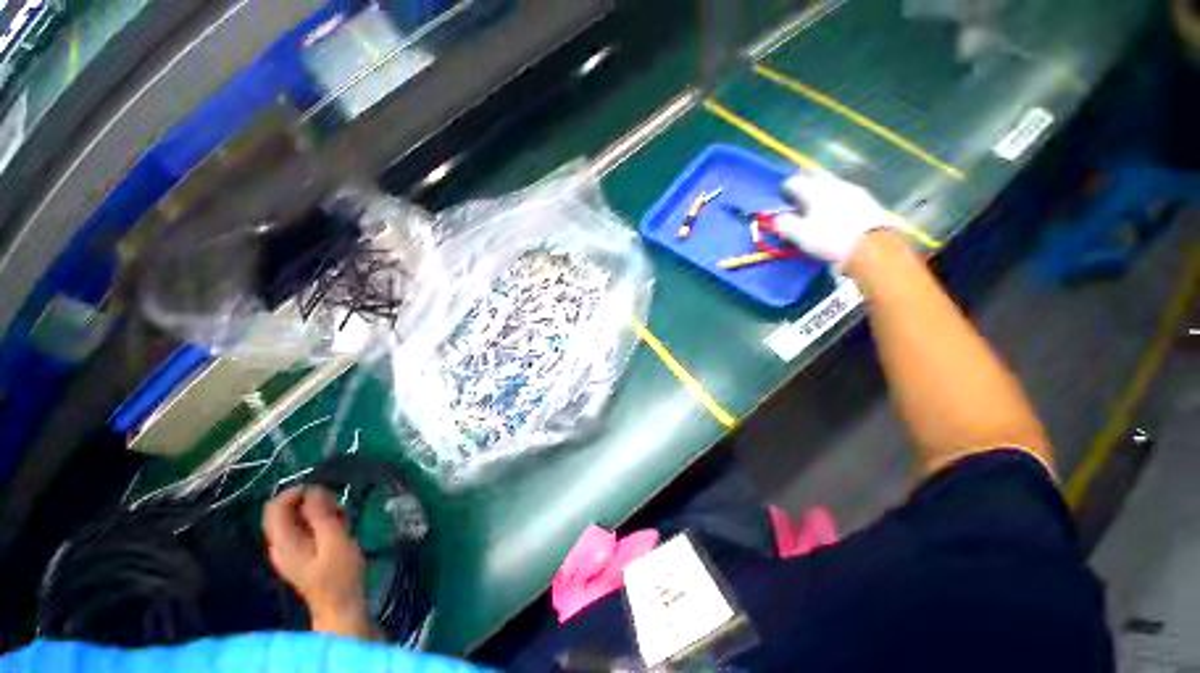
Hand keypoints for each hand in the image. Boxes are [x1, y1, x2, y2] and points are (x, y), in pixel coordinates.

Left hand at [263, 486, 374, 638]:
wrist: (341, 606)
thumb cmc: (340, 573)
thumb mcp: (336, 541)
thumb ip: (322, 515)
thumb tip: (312, 490)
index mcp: (284, 542)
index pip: (275, 506)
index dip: (296, 492)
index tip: (324, 492)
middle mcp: (279, 544)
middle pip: (283, 511)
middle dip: (310, 501)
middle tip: (336, 506)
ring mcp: (287, 551)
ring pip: (294, 518)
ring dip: (317, 512)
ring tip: (340, 517)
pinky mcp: (298, 554)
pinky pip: (302, 528)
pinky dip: (318, 522)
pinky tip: (336, 527)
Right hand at [776, 170, 891, 267]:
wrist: (874, 246)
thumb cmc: (831, 240)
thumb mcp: (802, 236)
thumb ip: (786, 224)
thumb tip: (777, 218)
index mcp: (815, 191)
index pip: (794, 182)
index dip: (785, 190)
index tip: (782, 200)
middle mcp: (833, 184)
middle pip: (816, 175)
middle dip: (806, 182)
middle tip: (800, 197)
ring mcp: (853, 189)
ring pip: (832, 183)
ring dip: (823, 190)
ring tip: (817, 206)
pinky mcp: (867, 199)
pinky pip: (846, 192)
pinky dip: (837, 198)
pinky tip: (837, 211)